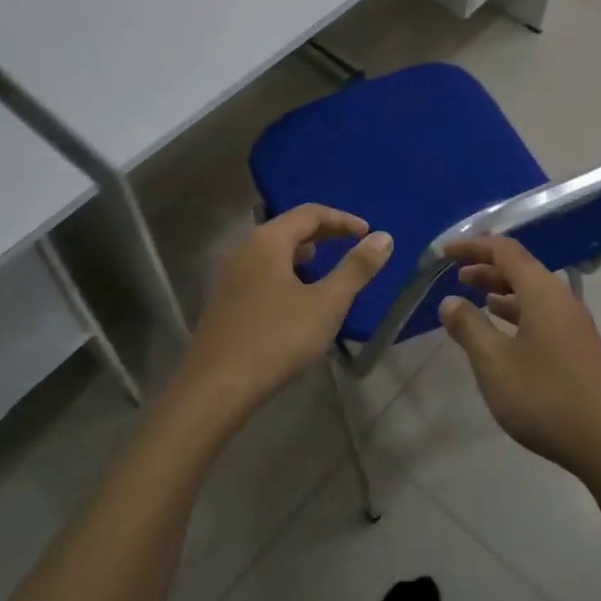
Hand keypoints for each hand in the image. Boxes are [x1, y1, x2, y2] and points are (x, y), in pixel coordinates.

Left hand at [171, 205, 392, 425]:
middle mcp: (245, 250)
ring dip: (303, 254)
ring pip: (273, 252)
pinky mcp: (225, 302)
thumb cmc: (277, 339)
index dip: (343, 219)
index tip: (368, 233)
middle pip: (289, 229)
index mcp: (268, 241)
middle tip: (353, 244)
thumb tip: (383, 237)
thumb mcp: (326, 303)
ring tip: (326, 266)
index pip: (310, 213)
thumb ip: (356, 268)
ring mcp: (230, 277)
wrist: (216, 387)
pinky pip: (262, 273)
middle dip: (324, 234)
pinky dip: (287, 273)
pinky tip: (298, 298)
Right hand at [438, 237, 600, 485]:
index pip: (505, 251)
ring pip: (534, 295)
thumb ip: (469, 328)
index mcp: (542, 292)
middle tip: (457, 277)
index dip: (473, 246)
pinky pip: (544, 316)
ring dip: (503, 292)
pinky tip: (506, 336)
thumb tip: (450, 301)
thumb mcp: (495, 363)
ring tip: (476, 301)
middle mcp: (562, 300)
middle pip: (522, 269)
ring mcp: (576, 326)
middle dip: (487, 268)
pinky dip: (518, 315)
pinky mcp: (581, 350)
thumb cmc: (547, 397)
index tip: (445, 253)